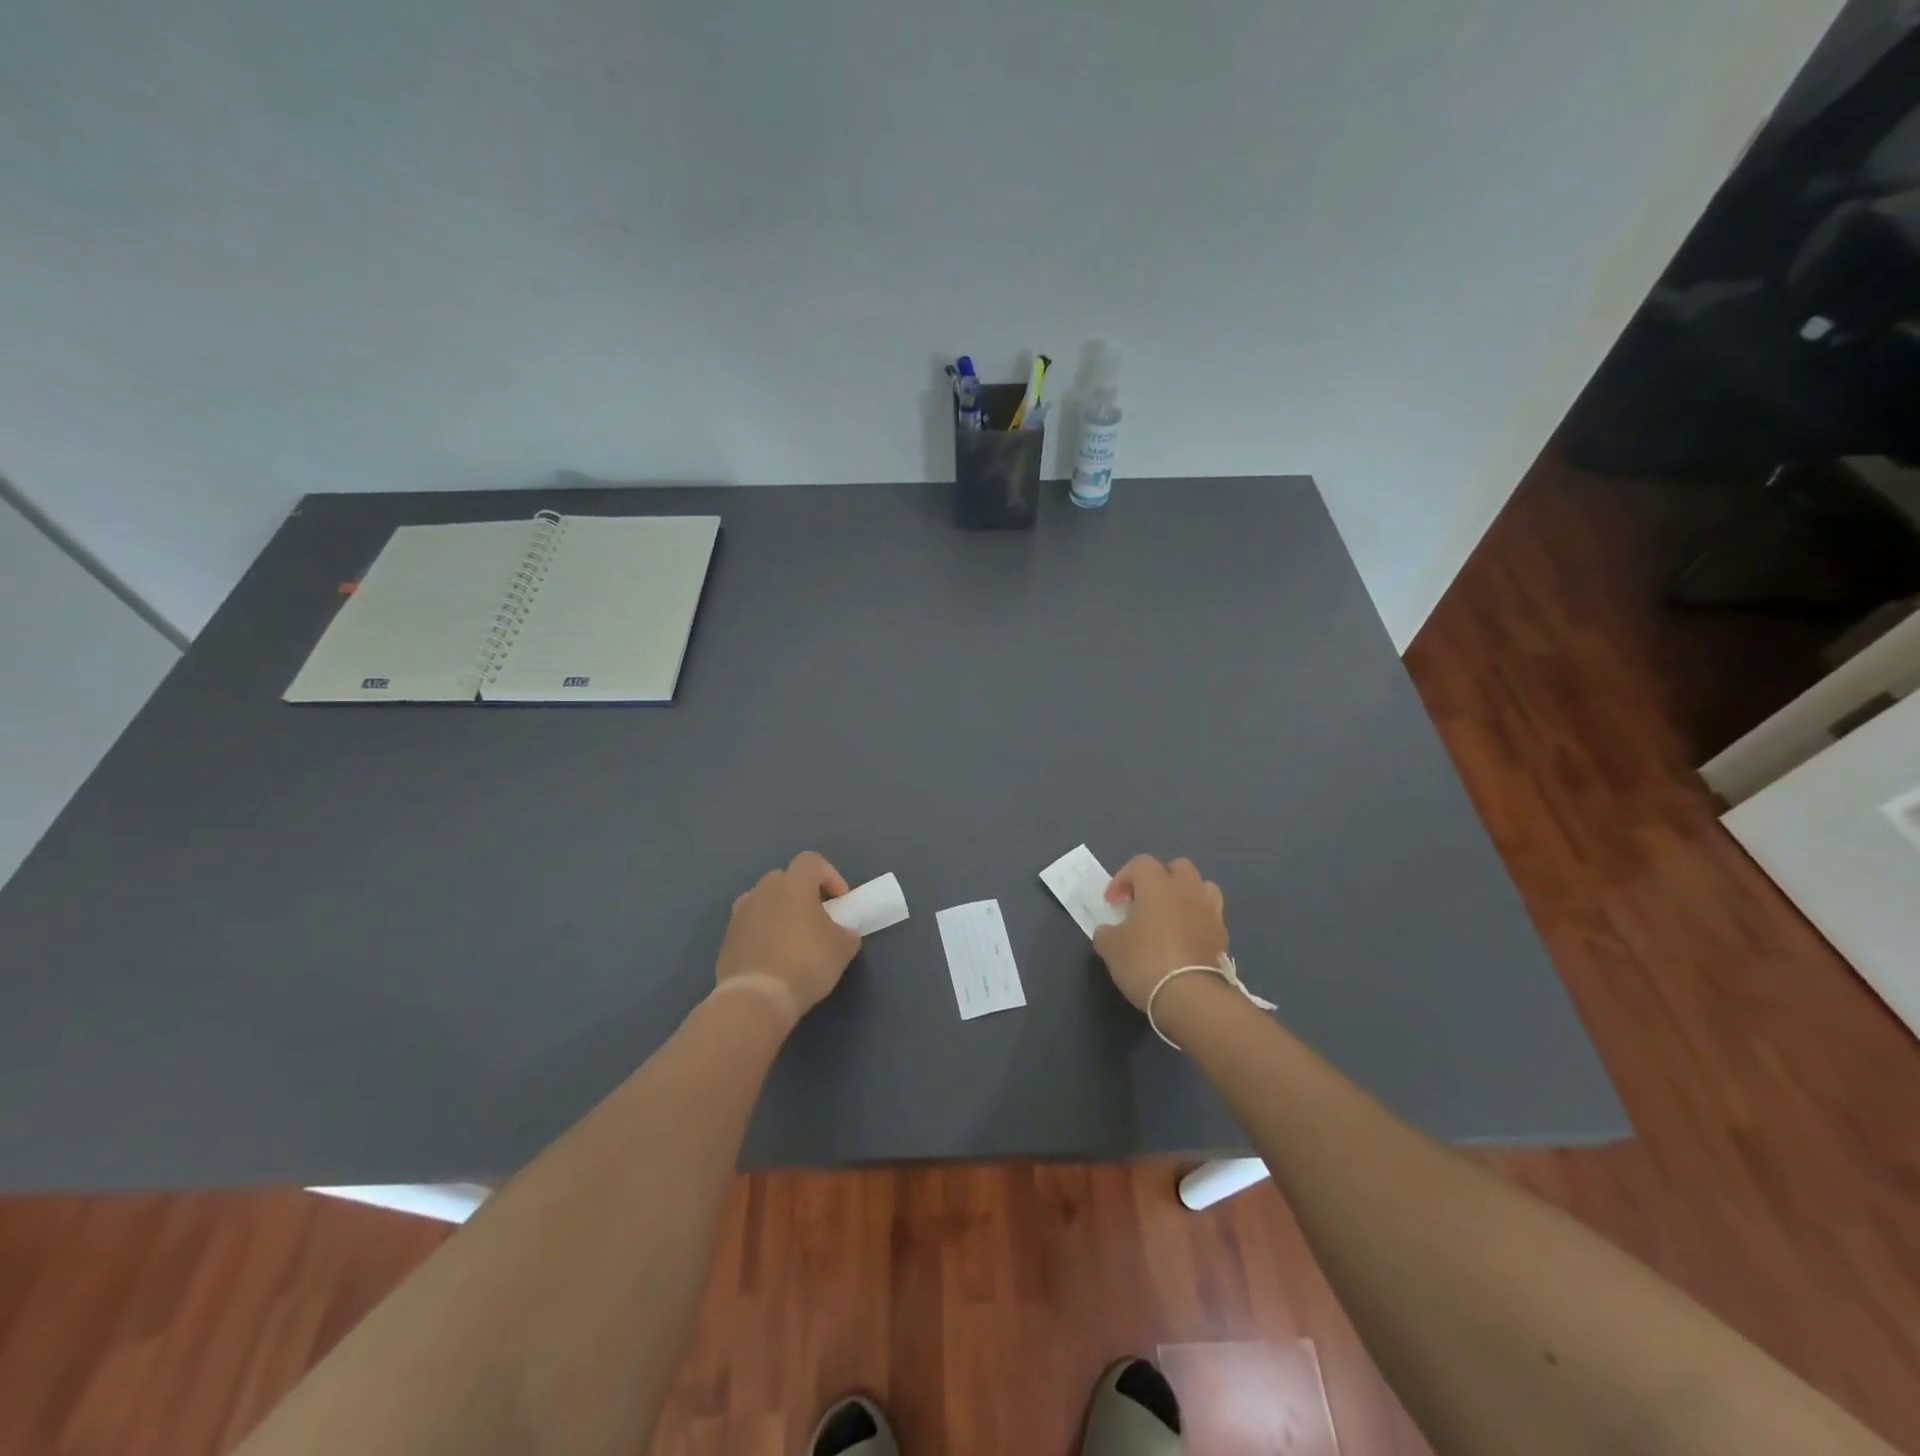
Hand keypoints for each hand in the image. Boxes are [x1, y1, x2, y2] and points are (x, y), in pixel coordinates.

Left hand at [715, 851, 861, 1020]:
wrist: (757, 997)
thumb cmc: (806, 963)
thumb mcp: (843, 947)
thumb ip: (846, 930)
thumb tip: (841, 932)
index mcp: (793, 884)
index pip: (812, 861)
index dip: (830, 876)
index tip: (839, 902)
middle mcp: (763, 890)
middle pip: (786, 879)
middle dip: (803, 894)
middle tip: (816, 919)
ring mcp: (741, 913)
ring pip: (765, 902)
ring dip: (780, 913)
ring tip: (792, 940)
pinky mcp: (727, 938)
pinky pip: (750, 925)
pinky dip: (762, 934)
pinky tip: (773, 959)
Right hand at [1092, 855, 1228, 1011]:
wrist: (1189, 995)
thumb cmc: (1144, 961)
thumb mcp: (1110, 947)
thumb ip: (1106, 932)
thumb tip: (1109, 931)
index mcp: (1157, 884)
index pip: (1139, 863)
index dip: (1122, 879)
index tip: (1112, 902)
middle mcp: (1186, 888)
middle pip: (1177, 867)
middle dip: (1159, 879)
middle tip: (1144, 902)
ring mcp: (1209, 910)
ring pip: (1200, 887)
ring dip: (1184, 895)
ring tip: (1170, 916)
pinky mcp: (1223, 934)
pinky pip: (1210, 915)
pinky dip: (1197, 920)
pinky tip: (1185, 939)